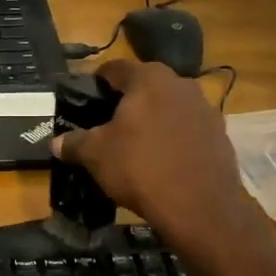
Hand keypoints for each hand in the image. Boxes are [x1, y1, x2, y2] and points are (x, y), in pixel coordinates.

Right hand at [51, 59, 250, 248]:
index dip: (96, 83)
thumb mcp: (96, 155)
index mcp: (149, 78)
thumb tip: (55, 143)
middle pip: (145, 86)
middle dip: (125, 102)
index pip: (114, 68)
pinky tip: (161, 161)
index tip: (85, 101)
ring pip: (168, 107)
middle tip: (106, 125)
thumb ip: (74, 143)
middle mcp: (181, 83)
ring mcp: (205, 108)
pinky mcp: (219, 135)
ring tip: (134, 145)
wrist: (199, 206)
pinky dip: (172, 138)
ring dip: (151, 120)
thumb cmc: (140, 168)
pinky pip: (187, 129)